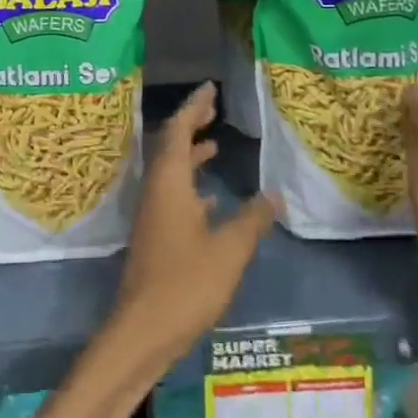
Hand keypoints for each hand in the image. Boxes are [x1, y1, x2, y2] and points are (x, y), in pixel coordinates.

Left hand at [111, 83, 278, 369]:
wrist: (142, 328)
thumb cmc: (186, 283)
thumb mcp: (229, 249)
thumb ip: (252, 219)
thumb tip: (274, 194)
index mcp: (168, 183)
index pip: (177, 130)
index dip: (193, 107)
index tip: (209, 88)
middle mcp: (155, 190)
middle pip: (170, 146)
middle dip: (191, 124)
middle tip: (213, 107)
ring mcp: (152, 213)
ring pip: (170, 172)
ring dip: (190, 154)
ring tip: (214, 143)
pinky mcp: (154, 234)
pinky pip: (172, 196)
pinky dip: (190, 186)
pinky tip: (211, 197)